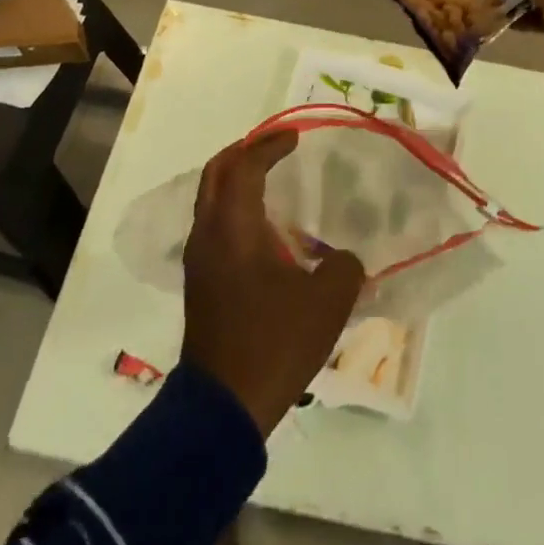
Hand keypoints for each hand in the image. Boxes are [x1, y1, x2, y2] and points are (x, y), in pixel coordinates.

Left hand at [181, 131, 365, 436]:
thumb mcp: (327, 303)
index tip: (295, 137)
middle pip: (217, 172)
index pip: (245, 166)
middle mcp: (209, 233)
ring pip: (211, 198)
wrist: (223, 407)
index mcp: (234, 227)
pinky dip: (234, 206)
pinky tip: (263, 226)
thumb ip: (343, 268)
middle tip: (276, 146)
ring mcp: (199, 258)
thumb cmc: (273, 343)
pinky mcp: (200, 281)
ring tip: (271, 179)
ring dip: (237, 178)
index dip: (269, 145)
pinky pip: (214, 222)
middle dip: (245, 151)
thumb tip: (342, 259)